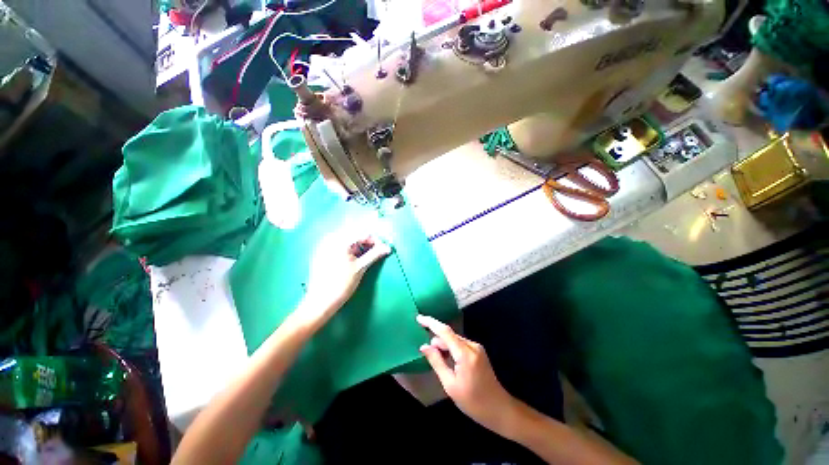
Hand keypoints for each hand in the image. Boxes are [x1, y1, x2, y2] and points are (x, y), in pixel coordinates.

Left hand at [301, 231, 390, 319]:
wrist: (320, 302)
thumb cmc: (342, 284)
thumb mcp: (361, 268)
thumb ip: (375, 254)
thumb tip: (388, 247)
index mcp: (340, 241)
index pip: (363, 233)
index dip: (376, 241)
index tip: (383, 250)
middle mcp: (331, 239)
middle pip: (355, 235)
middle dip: (367, 243)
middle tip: (376, 253)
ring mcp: (325, 246)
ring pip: (348, 240)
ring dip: (359, 246)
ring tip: (367, 257)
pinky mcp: (322, 253)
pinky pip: (339, 246)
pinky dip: (350, 250)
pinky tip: (354, 259)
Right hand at [417, 314, 518, 435]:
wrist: (499, 409)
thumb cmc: (473, 402)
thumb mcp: (450, 385)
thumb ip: (437, 362)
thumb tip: (424, 346)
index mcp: (465, 353)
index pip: (445, 332)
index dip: (431, 323)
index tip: (418, 318)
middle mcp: (472, 345)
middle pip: (449, 336)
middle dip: (436, 340)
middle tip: (426, 353)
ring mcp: (477, 348)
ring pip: (454, 340)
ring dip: (444, 346)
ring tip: (437, 360)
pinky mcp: (478, 351)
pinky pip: (460, 344)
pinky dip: (451, 349)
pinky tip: (447, 360)